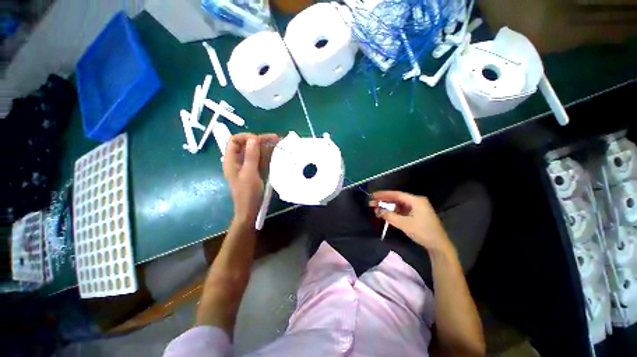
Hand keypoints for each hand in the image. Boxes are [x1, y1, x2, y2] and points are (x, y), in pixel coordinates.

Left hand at [223, 133, 278, 223]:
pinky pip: (260, 159)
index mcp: (231, 160)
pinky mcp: (254, 170)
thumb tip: (254, 138)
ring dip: (266, 147)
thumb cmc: (248, 193)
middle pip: (247, 145)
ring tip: (279, 144)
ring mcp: (247, 165)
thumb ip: (251, 156)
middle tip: (276, 139)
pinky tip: (277, 153)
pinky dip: (268, 155)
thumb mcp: (250, 173)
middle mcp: (238, 160)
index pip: (235, 140)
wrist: (250, 209)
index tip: (260, 140)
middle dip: (260, 140)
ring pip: (255, 151)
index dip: (246, 137)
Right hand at [370, 191, 452, 252]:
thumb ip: (390, 216)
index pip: (396, 194)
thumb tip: (377, 211)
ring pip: (399, 204)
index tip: (373, 195)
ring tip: (376, 207)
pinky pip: (402, 209)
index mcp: (416, 200)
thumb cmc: (422, 232)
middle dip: (384, 200)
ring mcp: (417, 207)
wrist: (438, 245)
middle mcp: (416, 201)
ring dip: (388, 206)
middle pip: (397, 198)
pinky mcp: (416, 214)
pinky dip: (393, 211)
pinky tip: (386, 213)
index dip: (383, 194)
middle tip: (372, 202)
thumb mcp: (404, 224)